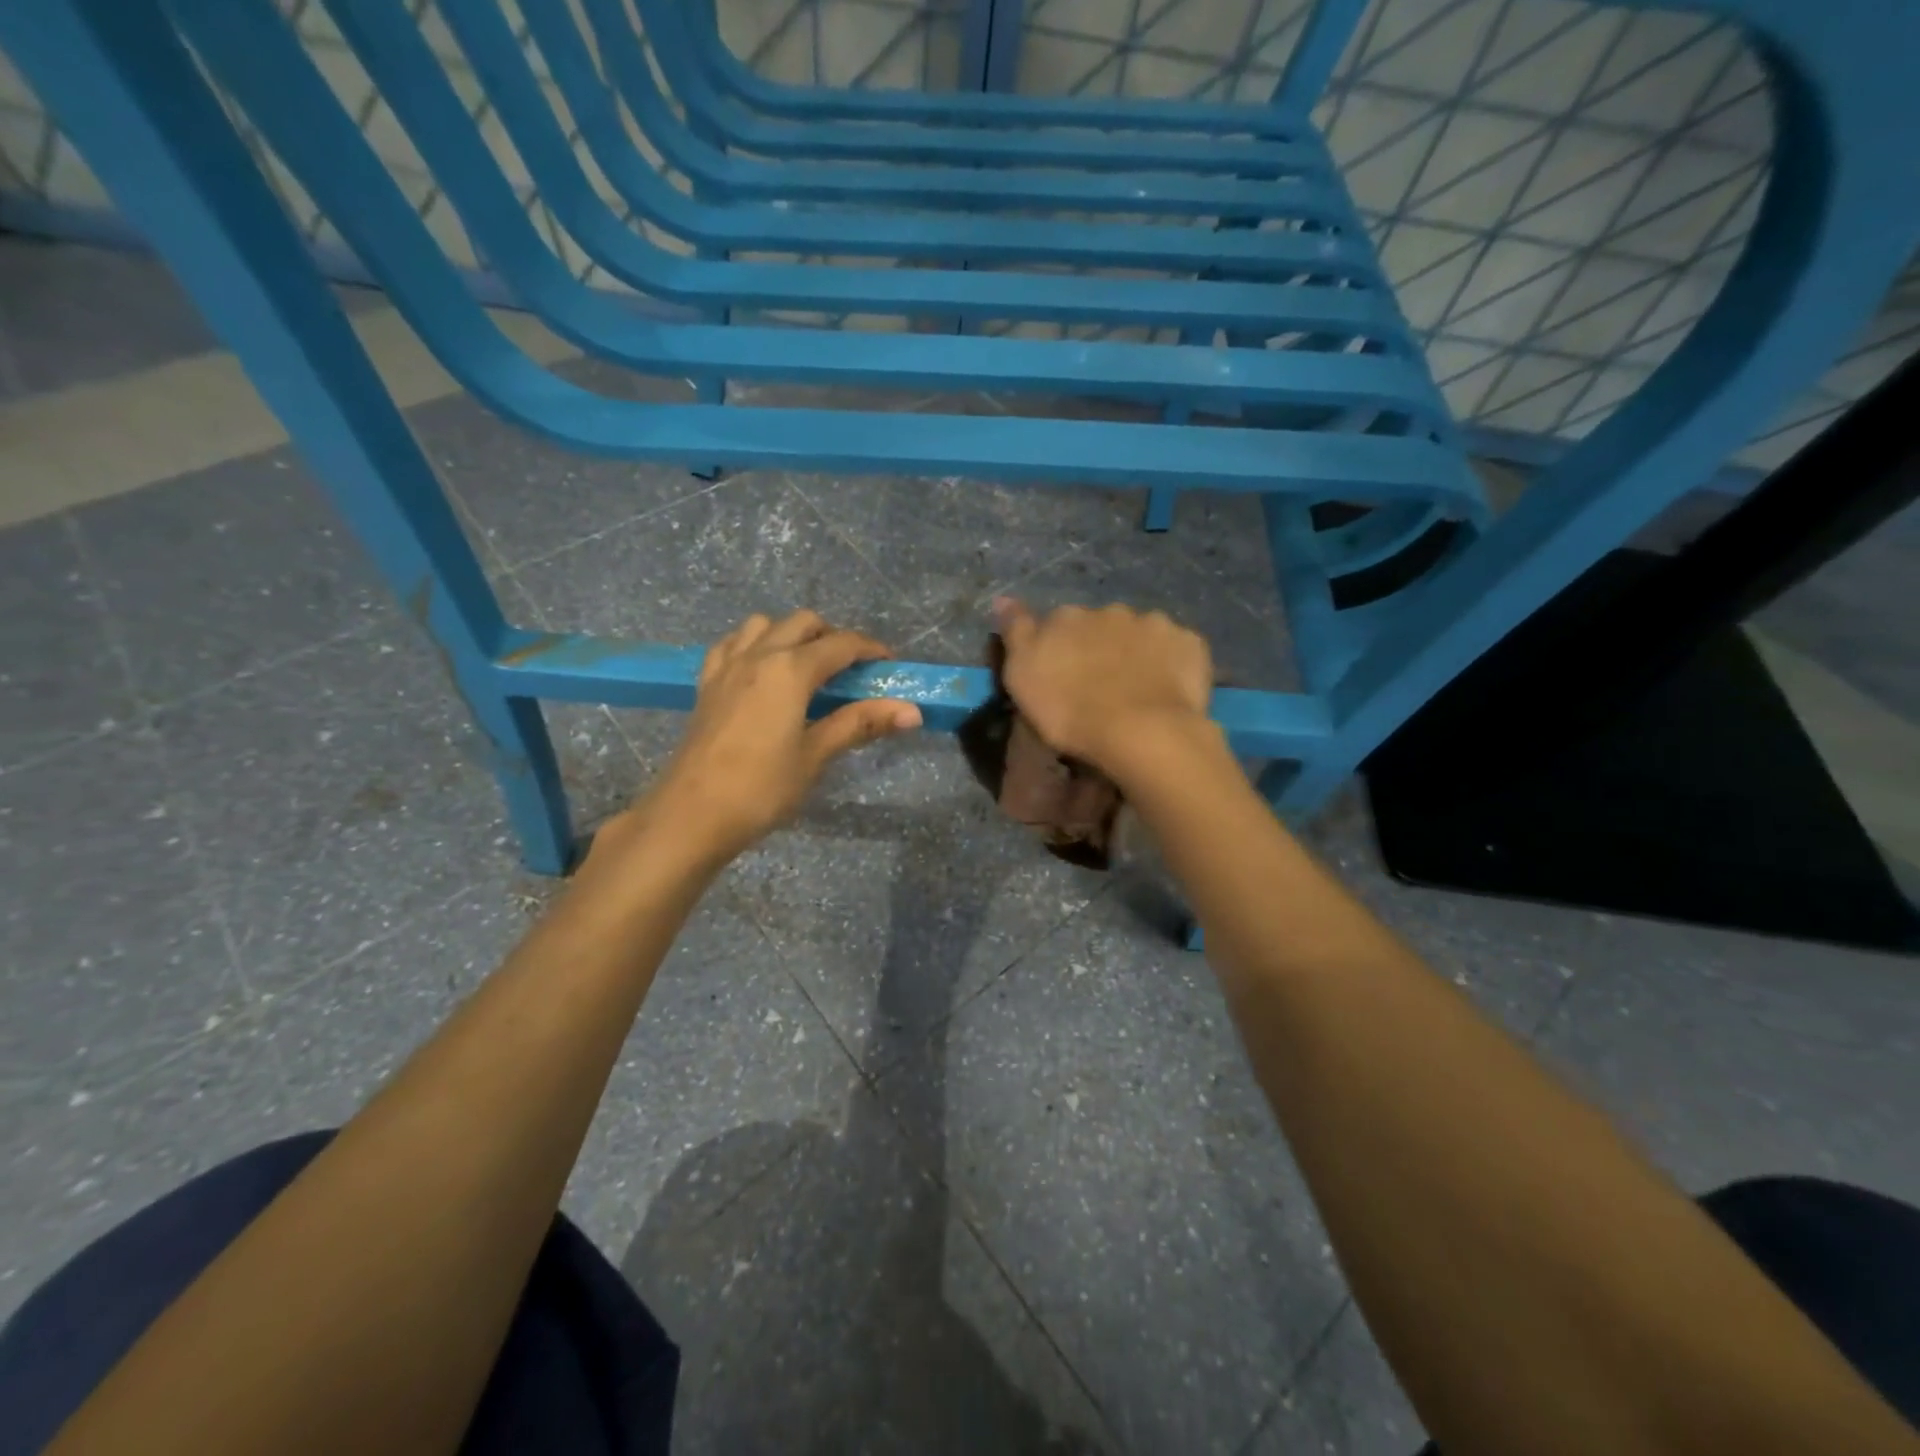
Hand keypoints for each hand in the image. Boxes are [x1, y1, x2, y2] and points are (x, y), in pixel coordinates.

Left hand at [641, 611, 921, 862]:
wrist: (691, 814)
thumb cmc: (761, 788)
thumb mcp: (816, 755)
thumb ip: (860, 724)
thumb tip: (912, 711)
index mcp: (790, 669)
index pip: (841, 644)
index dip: (871, 650)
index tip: (890, 665)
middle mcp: (758, 654)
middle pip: (804, 623)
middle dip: (833, 637)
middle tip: (851, 671)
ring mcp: (727, 666)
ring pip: (765, 625)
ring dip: (792, 634)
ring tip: (807, 668)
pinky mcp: (707, 684)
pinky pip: (732, 644)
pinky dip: (754, 645)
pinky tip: (762, 672)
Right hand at [993, 598, 1213, 776]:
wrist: (1141, 731)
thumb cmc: (1070, 711)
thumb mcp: (1022, 677)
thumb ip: (1016, 632)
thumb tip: (1004, 598)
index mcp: (1067, 617)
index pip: (1056, 623)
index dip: (1058, 647)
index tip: (1061, 675)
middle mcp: (1109, 610)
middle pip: (1099, 625)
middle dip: (1099, 646)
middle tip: (1100, 685)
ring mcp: (1153, 624)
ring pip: (1139, 633)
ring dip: (1135, 652)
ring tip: (1136, 690)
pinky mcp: (1189, 643)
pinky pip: (1175, 649)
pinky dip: (1170, 662)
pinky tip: (1166, 689)